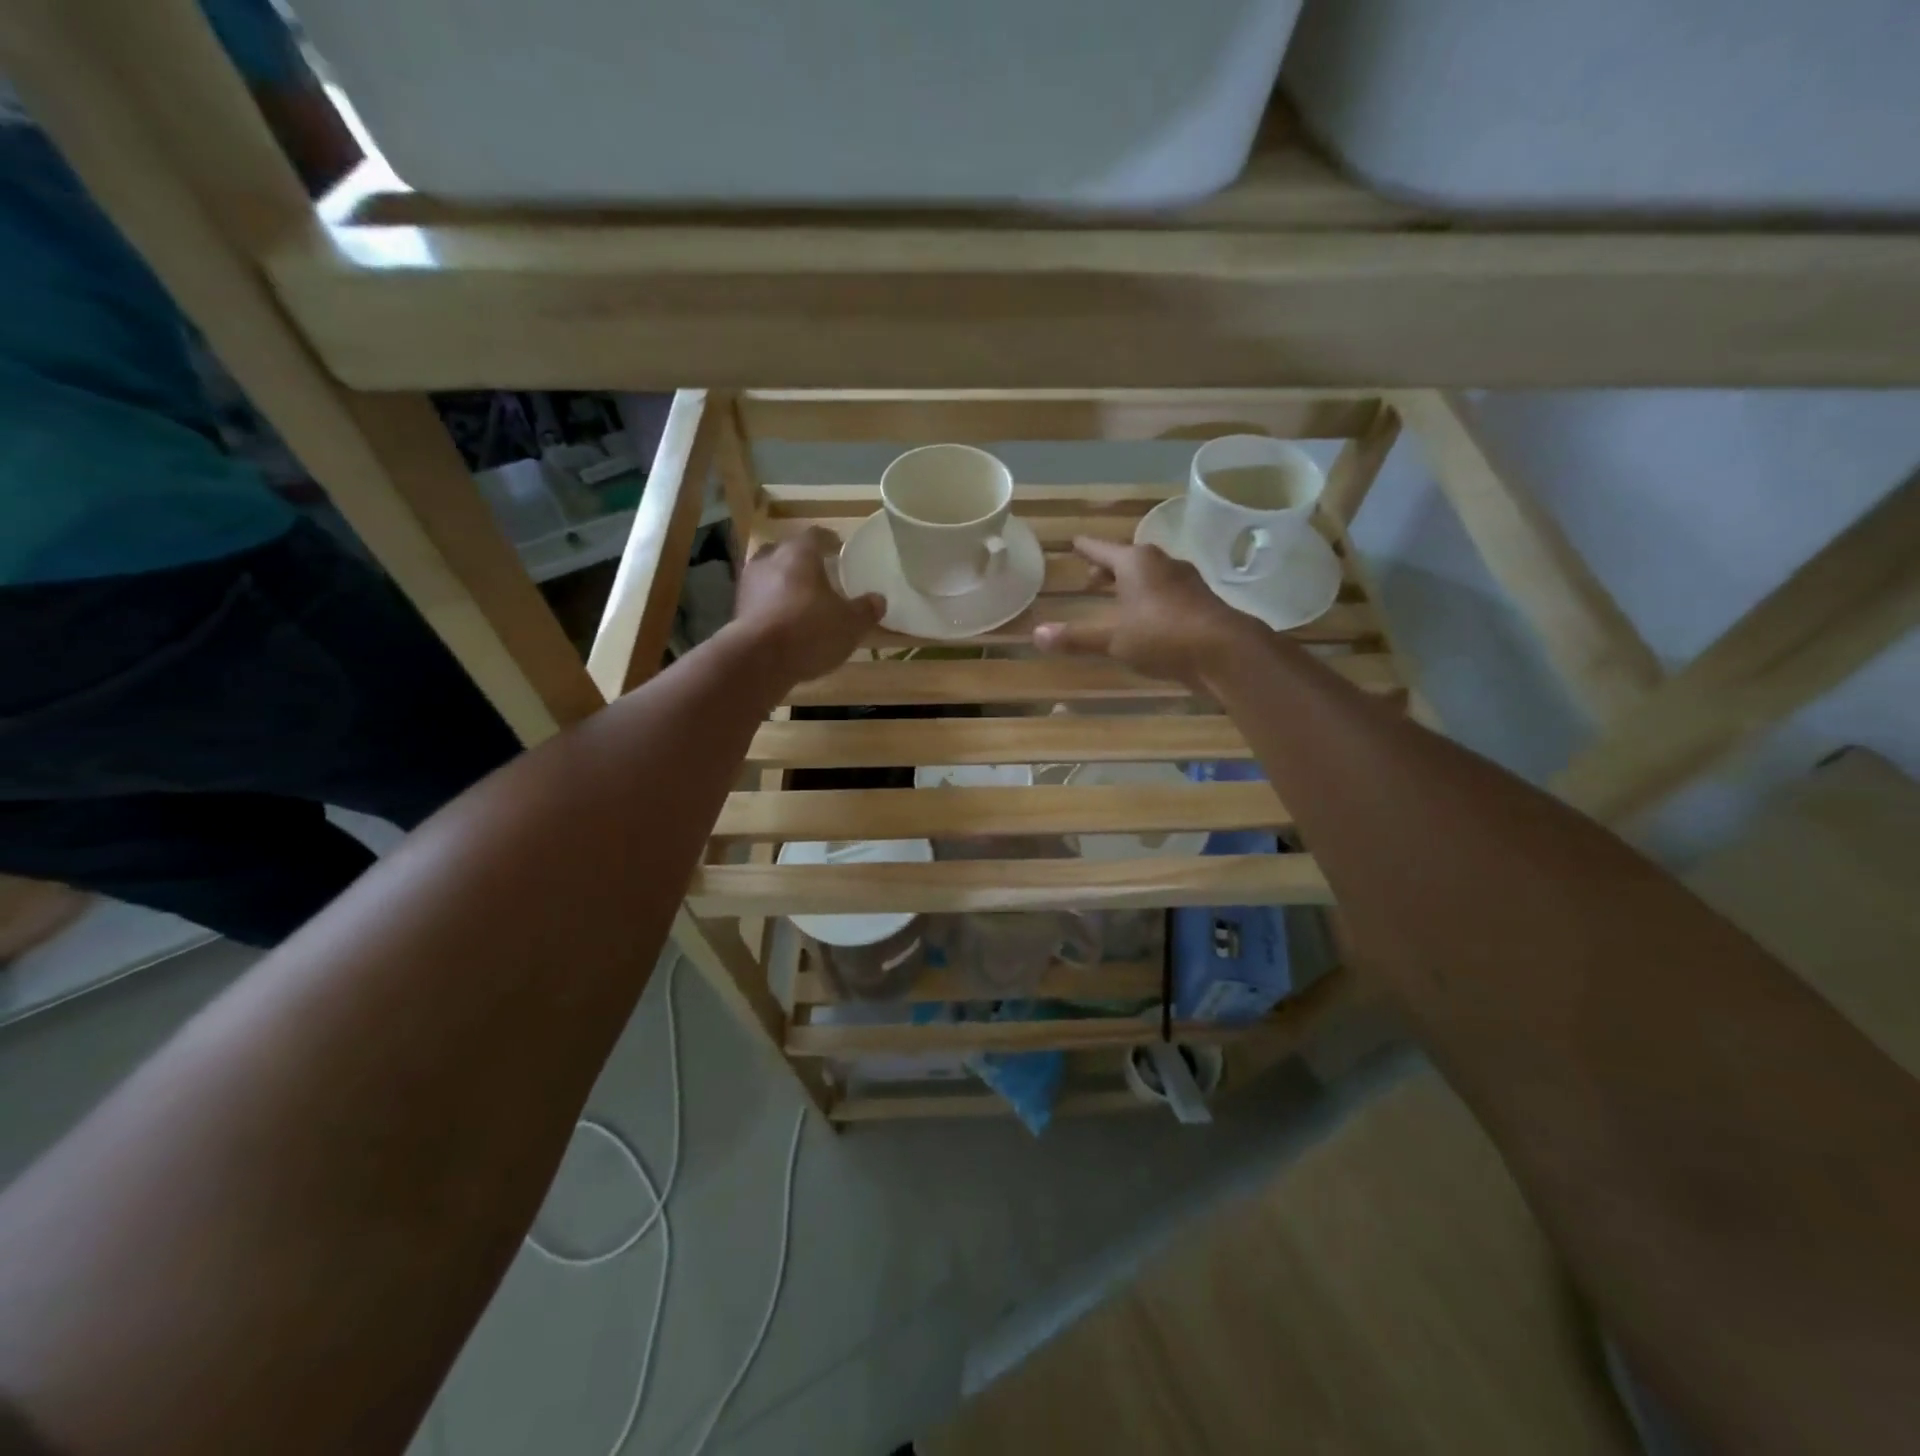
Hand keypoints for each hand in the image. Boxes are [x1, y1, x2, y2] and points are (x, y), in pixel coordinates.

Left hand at [731, 527, 885, 683]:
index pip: (816, 535)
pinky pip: (759, 599)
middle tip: (819, 573)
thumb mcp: (850, 624)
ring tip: (801, 599)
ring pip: (769, 574)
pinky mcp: (737, 610)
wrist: (758, 660)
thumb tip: (878, 599)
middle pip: (787, 551)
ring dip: (784, 583)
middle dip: (802, 561)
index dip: (829, 540)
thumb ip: (865, 610)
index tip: (839, 547)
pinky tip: (784, 621)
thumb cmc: (810, 631)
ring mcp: (748, 585)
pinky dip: (772, 605)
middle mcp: (769, 560)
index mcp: (799, 553)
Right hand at [1033, 536, 1261, 686]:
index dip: (1086, 548)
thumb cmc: (1161, 636)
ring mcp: (1186, 580)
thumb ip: (1076, 637)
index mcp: (1136, 562)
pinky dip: (1151, 598)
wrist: (1224, 652)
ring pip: (1150, 575)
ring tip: (1118, 598)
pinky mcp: (1200, 601)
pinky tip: (1148, 617)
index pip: (1102, 549)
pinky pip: (1167, 592)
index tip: (1074, 542)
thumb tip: (1037, 634)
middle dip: (1108, 568)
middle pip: (1128, 559)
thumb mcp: (1113, 640)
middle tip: (1091, 578)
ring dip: (1132, 584)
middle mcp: (1162, 563)